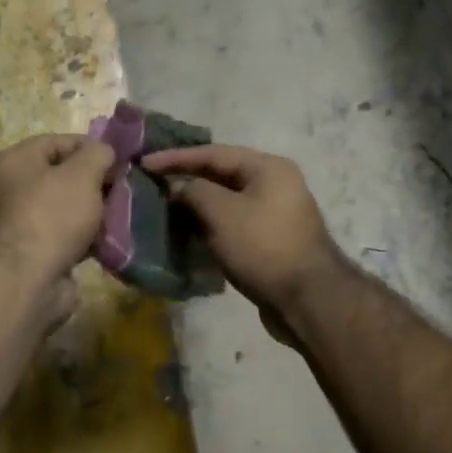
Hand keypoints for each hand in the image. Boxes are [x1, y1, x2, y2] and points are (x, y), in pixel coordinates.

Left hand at [0, 134, 115, 307]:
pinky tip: (109, 241)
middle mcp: (14, 189)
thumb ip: (98, 154)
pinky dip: (88, 238)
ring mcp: (24, 223)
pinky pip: (69, 236)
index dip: (92, 147)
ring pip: (69, 208)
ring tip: (122, 215)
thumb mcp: (82, 173)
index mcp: (16, 161)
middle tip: (125, 189)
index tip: (121, 161)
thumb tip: (106, 152)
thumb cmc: (52, 215)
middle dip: (97, 183)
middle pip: (64, 176)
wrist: (28, 280)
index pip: (59, 142)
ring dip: (95, 212)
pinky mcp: (37, 253)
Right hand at [141, 145, 348, 328]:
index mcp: (268, 168)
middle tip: (152, 185)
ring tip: (164, 210)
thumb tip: (179, 188)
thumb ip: (194, 192)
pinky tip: (188, 234)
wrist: (307, 299)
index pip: (214, 153)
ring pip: (227, 203)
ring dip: (197, 206)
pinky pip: (234, 225)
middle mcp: (275, 185)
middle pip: (222, 175)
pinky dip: (210, 226)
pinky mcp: (271, 242)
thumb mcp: (222, 213)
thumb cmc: (263, 247)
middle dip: (186, 180)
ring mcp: (275, 214)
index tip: (145, 163)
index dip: (176, 158)